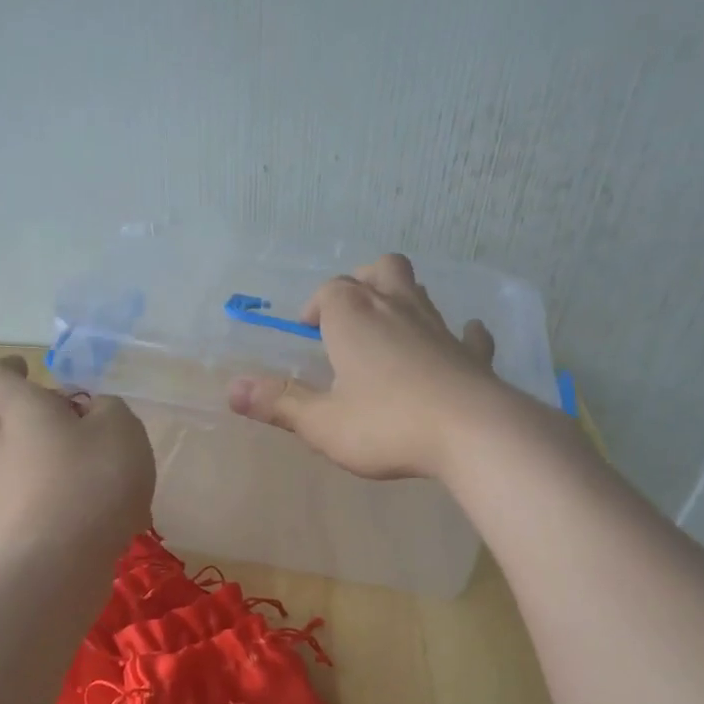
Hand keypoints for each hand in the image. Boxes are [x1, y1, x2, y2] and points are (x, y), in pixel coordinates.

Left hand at [0, 356, 154, 553]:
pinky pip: (28, 498)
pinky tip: (90, 516)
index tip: (28, 369)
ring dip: (47, 459)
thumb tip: (93, 412)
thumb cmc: (92, 480)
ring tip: (94, 478)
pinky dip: (53, 497)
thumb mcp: (122, 428)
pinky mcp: (5, 527)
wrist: (58, 564)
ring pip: (17, 459)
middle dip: (36, 415)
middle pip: (5, 417)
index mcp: (18, 408)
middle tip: (77, 423)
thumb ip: (108, 408)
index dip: (10, 368)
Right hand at [226, 253, 511, 480]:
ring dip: (402, 300)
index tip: (309, 334)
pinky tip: (455, 344)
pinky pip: (466, 333)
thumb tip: (232, 389)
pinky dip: (456, 335)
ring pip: (419, 292)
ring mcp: (440, 327)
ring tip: (390, 331)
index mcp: (354, 318)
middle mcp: (397, 309)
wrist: (471, 432)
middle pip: (380, 270)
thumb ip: (279, 403)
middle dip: (362, 282)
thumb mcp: (322, 423)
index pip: (330, 292)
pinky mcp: (472, 353)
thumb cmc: (386, 425)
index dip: (316, 307)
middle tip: (351, 315)